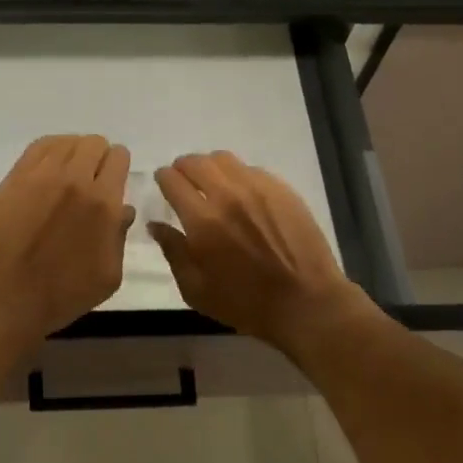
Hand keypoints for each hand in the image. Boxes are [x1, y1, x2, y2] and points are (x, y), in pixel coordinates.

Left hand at [0, 135, 132, 355]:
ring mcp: (43, 174)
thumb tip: (123, 210)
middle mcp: (76, 179)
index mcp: (103, 203)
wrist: (2, 296)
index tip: (112, 182)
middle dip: (98, 158)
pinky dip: (51, 150)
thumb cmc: (60, 295)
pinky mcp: (16, 176)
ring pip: (68, 141)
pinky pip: (40, 145)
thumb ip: (120, 237)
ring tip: (67, 175)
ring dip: (74, 153)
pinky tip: (49, 168)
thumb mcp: (108, 277)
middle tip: (90, 180)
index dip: (118, 167)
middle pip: (95, 143)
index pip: (119, 158)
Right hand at [150, 151, 369, 355]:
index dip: (163, 179)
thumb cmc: (246, 303)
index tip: (164, 185)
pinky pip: (251, 169)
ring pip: (223, 159)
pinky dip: (238, 175)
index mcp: (202, 220)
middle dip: (183, 168)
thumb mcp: (196, 290)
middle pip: (195, 161)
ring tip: (212, 183)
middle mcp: (227, 194)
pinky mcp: (281, 188)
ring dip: (210, 166)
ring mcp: (257, 187)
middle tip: (184, 181)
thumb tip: (156, 225)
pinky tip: (243, 194)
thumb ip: (173, 252)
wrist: (306, 303)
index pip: (172, 179)